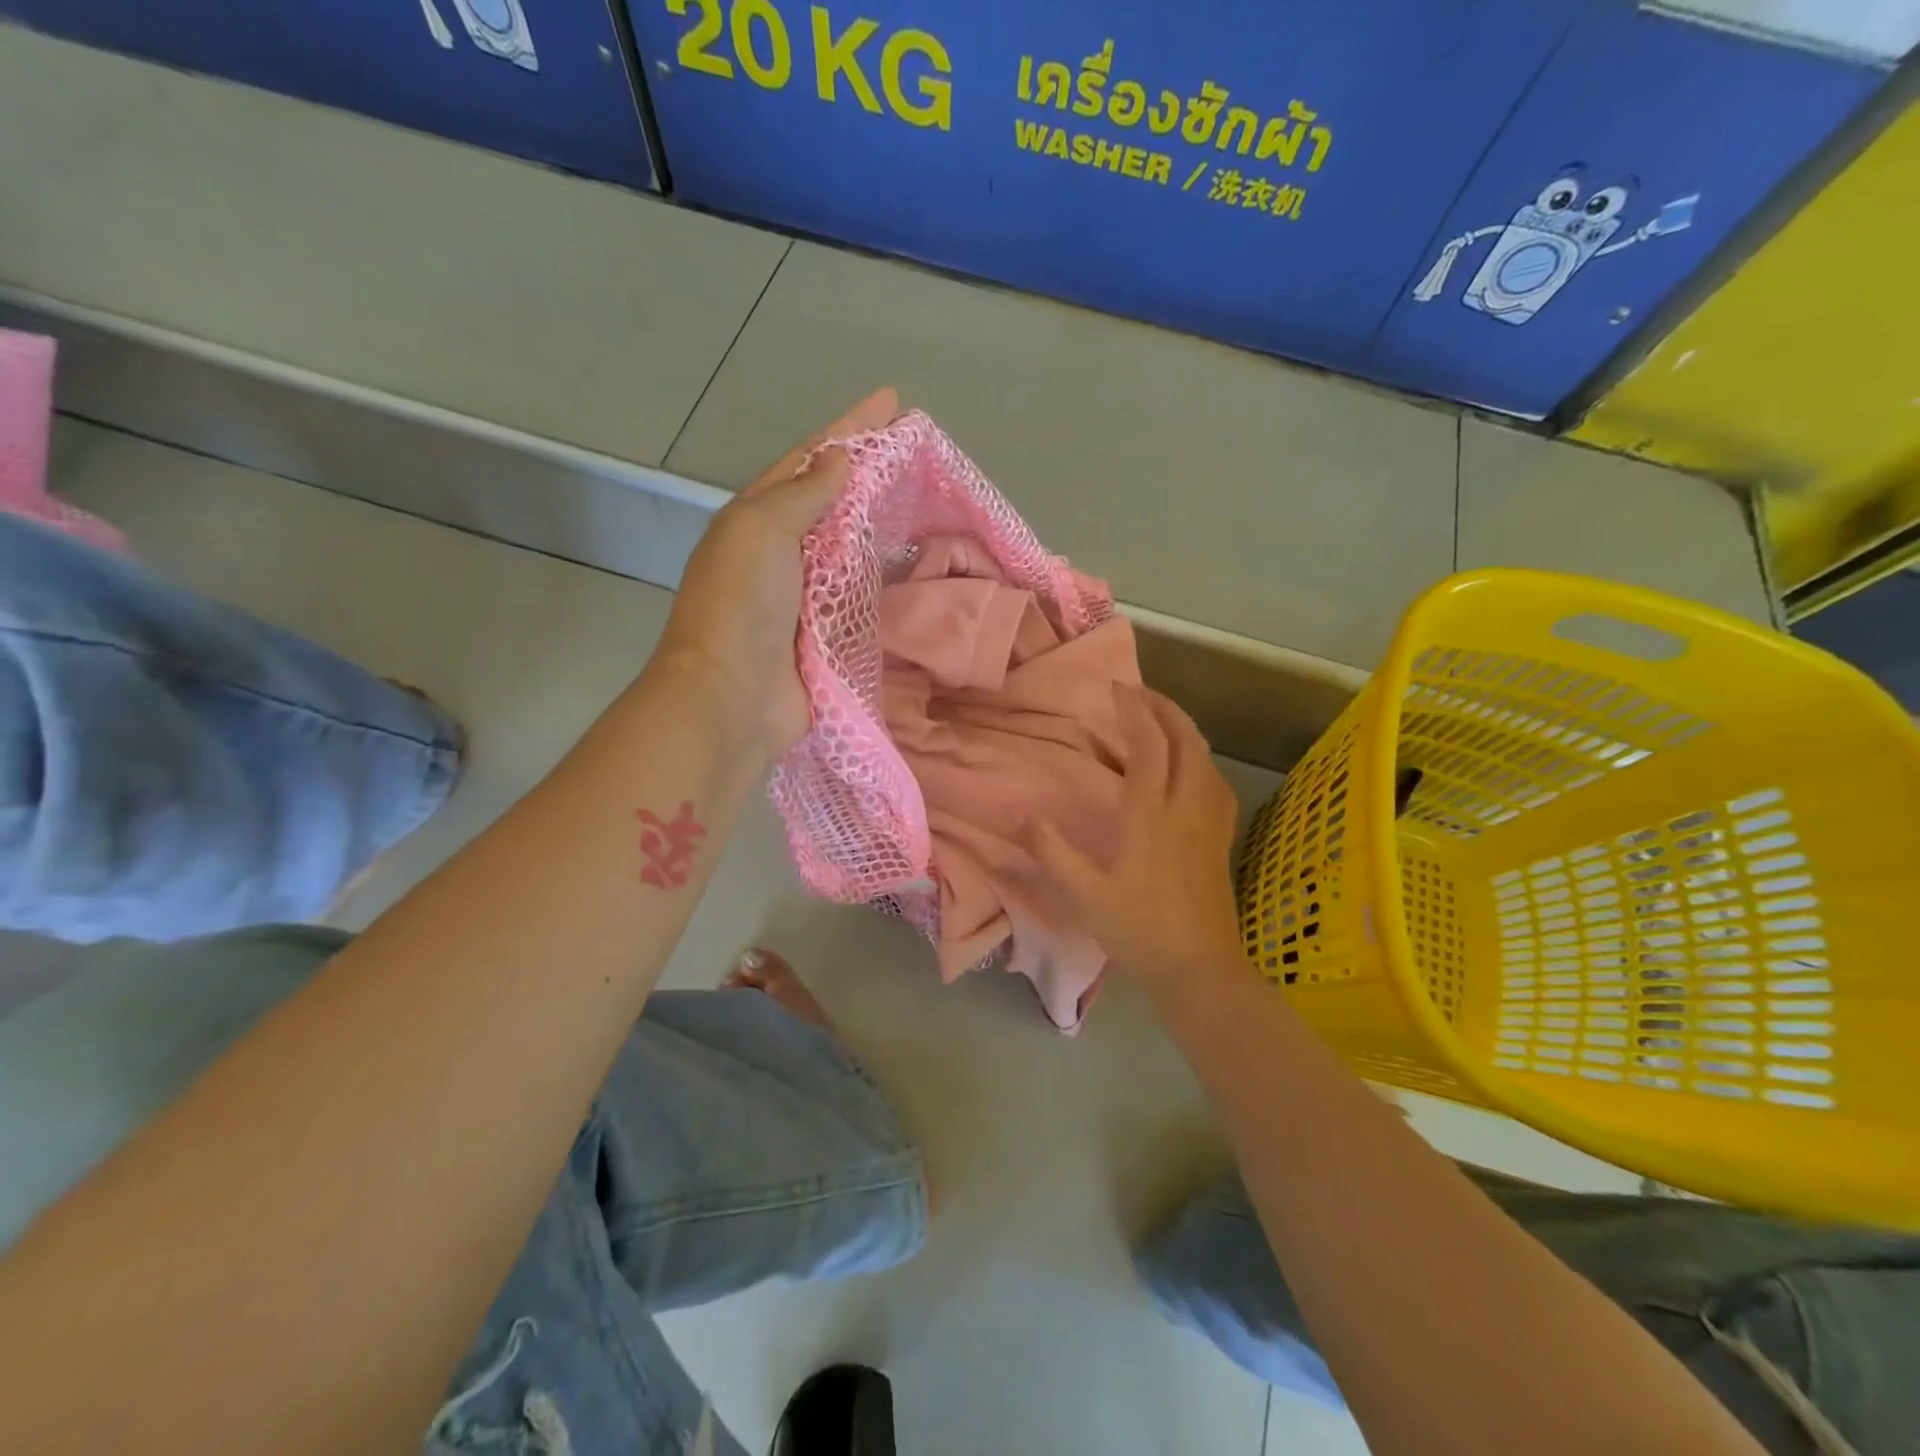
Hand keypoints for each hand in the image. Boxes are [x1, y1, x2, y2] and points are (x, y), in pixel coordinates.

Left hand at [654, 387, 897, 759]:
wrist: (733, 697)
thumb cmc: (741, 604)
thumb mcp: (762, 530)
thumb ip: (803, 494)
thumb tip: (840, 458)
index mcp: (756, 519)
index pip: (808, 460)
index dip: (849, 428)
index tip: (892, 401)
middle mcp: (779, 553)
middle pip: (831, 502)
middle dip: (869, 474)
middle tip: (917, 453)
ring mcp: (803, 596)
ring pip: (849, 549)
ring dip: (881, 525)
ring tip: (924, 502)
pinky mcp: (826, 635)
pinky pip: (861, 596)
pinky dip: (884, 579)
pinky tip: (913, 567)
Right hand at [1027, 686, 1245, 989]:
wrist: (1199, 970)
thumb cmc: (1139, 931)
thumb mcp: (1084, 894)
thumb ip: (1052, 852)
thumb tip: (1023, 815)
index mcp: (1151, 816)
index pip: (1149, 747)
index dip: (1134, 712)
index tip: (1116, 690)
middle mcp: (1186, 808)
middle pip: (1187, 741)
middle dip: (1165, 709)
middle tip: (1140, 694)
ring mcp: (1210, 823)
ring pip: (1207, 759)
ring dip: (1186, 730)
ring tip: (1163, 721)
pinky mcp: (1221, 839)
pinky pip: (1216, 782)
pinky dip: (1201, 759)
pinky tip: (1192, 767)